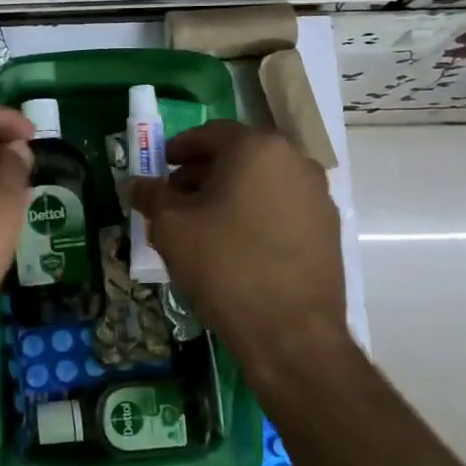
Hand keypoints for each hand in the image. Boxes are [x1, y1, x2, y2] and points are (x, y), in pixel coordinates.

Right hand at [130, 120, 352, 373]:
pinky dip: (256, 212)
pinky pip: (282, 206)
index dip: (180, 148)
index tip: (161, 167)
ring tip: (203, 224)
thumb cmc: (225, 267)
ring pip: (263, 181)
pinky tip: (236, 244)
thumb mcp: (171, 228)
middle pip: (240, 155)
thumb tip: (136, 184)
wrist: (291, 332)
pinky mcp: (328, 227)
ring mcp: (318, 194)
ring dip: (230, 192)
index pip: (212, 133)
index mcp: (257, 148)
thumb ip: (151, 196)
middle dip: (204, 172)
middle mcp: (295, 160)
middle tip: (176, 197)